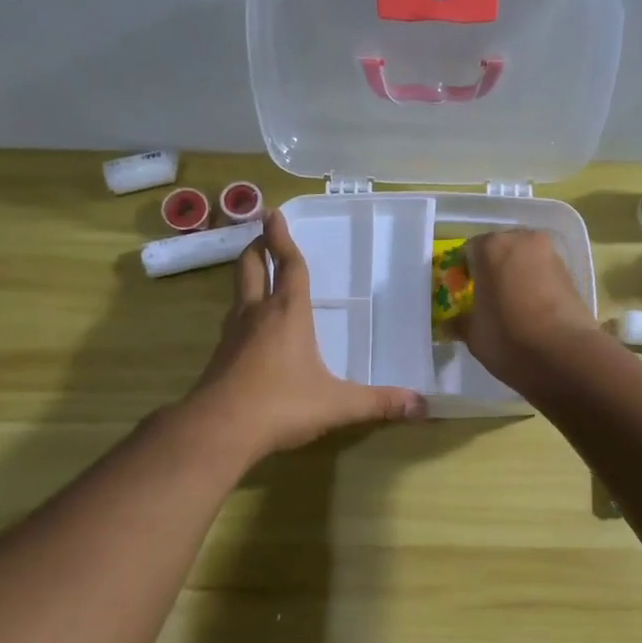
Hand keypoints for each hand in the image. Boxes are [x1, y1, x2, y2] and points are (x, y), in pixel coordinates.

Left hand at [189, 210, 424, 460]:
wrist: (219, 429)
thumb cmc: (282, 404)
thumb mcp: (338, 404)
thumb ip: (379, 403)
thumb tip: (422, 405)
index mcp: (288, 313)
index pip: (288, 266)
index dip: (282, 238)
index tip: (273, 213)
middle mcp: (257, 314)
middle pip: (251, 268)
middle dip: (258, 248)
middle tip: (261, 233)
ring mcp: (233, 334)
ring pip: (237, 293)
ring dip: (247, 276)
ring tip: (257, 274)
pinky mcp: (219, 356)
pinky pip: (232, 322)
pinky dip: (242, 311)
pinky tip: (250, 328)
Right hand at [446, 230, 602, 392]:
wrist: (566, 356)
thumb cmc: (508, 338)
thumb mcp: (473, 334)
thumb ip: (460, 322)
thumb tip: (452, 323)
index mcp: (491, 247)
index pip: (468, 251)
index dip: (463, 273)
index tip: (463, 295)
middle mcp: (522, 241)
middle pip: (500, 250)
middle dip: (492, 271)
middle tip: (486, 300)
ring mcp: (551, 255)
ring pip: (524, 261)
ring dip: (515, 277)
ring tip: (511, 308)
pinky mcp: (571, 274)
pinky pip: (543, 274)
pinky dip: (535, 287)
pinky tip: (532, 313)